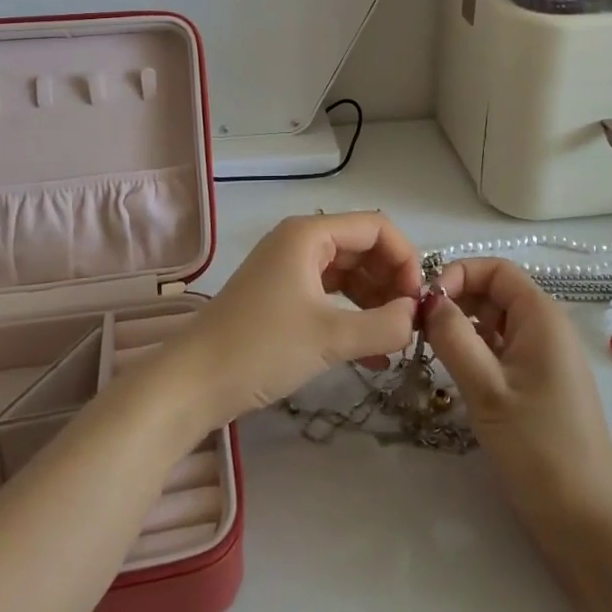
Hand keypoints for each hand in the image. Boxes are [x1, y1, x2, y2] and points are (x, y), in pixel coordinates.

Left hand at [171, 212, 423, 425]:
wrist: (193, 383)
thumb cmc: (261, 348)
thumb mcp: (330, 338)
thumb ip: (384, 325)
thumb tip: (416, 317)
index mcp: (310, 234)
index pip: (376, 228)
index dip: (405, 258)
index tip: (418, 301)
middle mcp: (300, 242)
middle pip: (364, 248)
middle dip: (392, 282)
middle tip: (410, 323)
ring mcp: (289, 268)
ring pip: (349, 274)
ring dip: (376, 303)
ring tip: (395, 340)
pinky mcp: (282, 296)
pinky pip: (330, 295)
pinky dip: (353, 316)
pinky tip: (373, 354)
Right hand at [425, 258, 611, 543]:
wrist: (587, 522)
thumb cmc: (538, 448)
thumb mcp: (487, 389)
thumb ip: (454, 337)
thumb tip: (429, 299)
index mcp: (542, 317)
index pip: (497, 269)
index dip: (460, 273)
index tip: (426, 301)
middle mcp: (547, 328)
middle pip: (496, 292)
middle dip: (457, 300)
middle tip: (419, 328)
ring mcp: (545, 358)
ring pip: (497, 323)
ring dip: (463, 328)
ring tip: (430, 351)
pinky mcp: (540, 386)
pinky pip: (503, 350)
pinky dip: (477, 352)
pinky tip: (455, 373)